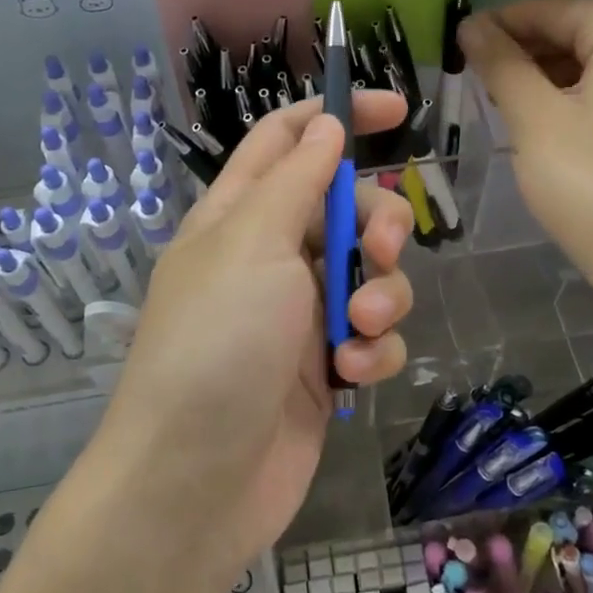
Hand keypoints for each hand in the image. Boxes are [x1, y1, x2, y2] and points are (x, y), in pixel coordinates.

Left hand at [98, 94, 414, 575]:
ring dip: (381, 294)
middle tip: (378, 249)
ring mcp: (300, 312)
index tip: (396, 111)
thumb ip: (297, 179)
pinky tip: (355, 372)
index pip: (288, 138)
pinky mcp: (327, 365)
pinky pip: (373, 334)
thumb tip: (325, 122)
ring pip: (370, 273)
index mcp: (240, 214)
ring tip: (358, 328)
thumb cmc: (217, 343)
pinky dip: (374, 347)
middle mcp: (271, 255)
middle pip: (345, 206)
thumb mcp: (253, 243)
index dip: (338, 115)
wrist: (196, 481)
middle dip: (376, 222)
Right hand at [459, 0, 592, 303]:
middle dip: (523, 52)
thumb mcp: (535, 120)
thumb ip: (501, 63)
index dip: (498, 24)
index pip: (552, 9)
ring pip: (592, 60)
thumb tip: (470, 24)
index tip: (455, 44)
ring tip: (501, 102)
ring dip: (544, 76)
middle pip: (575, 31)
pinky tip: (541, 119)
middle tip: (474, 79)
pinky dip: (573, 95)